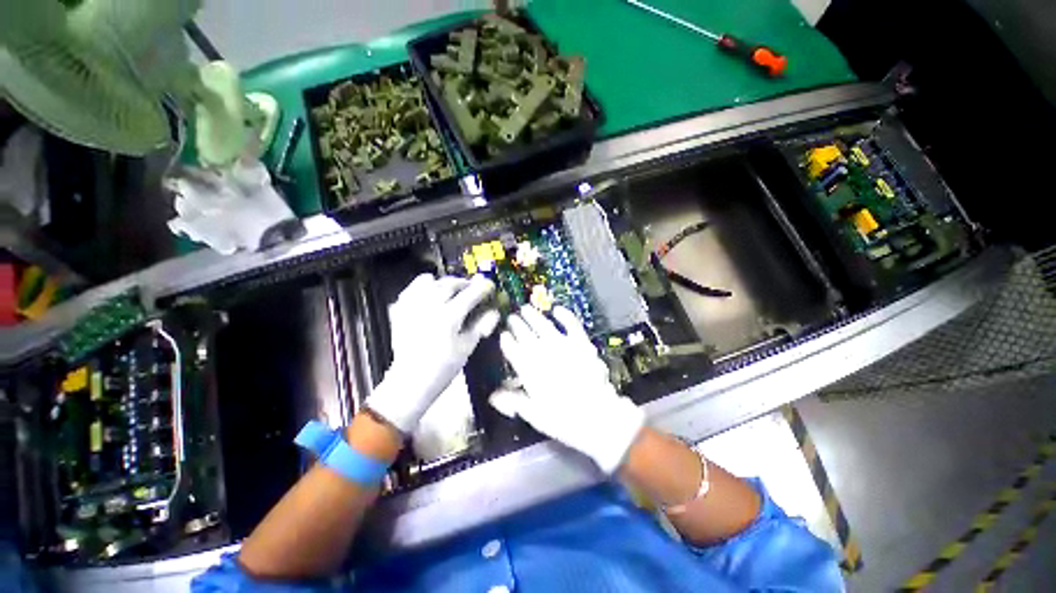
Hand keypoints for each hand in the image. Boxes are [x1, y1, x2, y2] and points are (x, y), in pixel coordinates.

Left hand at [366, 274, 498, 433]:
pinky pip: (410, 290)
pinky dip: (420, 287)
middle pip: (448, 284)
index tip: (488, 285)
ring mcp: (412, 308)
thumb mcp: (467, 347)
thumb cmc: (443, 366)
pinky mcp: (399, 312)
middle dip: (462, 282)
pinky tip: (427, 292)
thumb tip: (494, 312)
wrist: (411, 380)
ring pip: (427, 282)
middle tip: (470, 286)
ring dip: (442, 282)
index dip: (481, 288)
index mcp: (449, 317)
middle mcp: (430, 307)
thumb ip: (481, 326)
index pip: (469, 295)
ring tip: (449, 287)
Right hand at [492, 305, 644, 473]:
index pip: (513, 350)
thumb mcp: (534, 414)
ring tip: (526, 308)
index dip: (507, 341)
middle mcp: (544, 354)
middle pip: (526, 335)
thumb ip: (513, 401)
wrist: (598, 416)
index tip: (503, 335)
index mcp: (530, 371)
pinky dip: (564, 315)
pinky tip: (557, 309)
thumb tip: (492, 396)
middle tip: (512, 317)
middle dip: (517, 325)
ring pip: (544, 326)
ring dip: (533, 316)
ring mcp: (563, 346)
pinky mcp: (581, 343)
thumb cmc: (563, 419)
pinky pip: (571, 324)